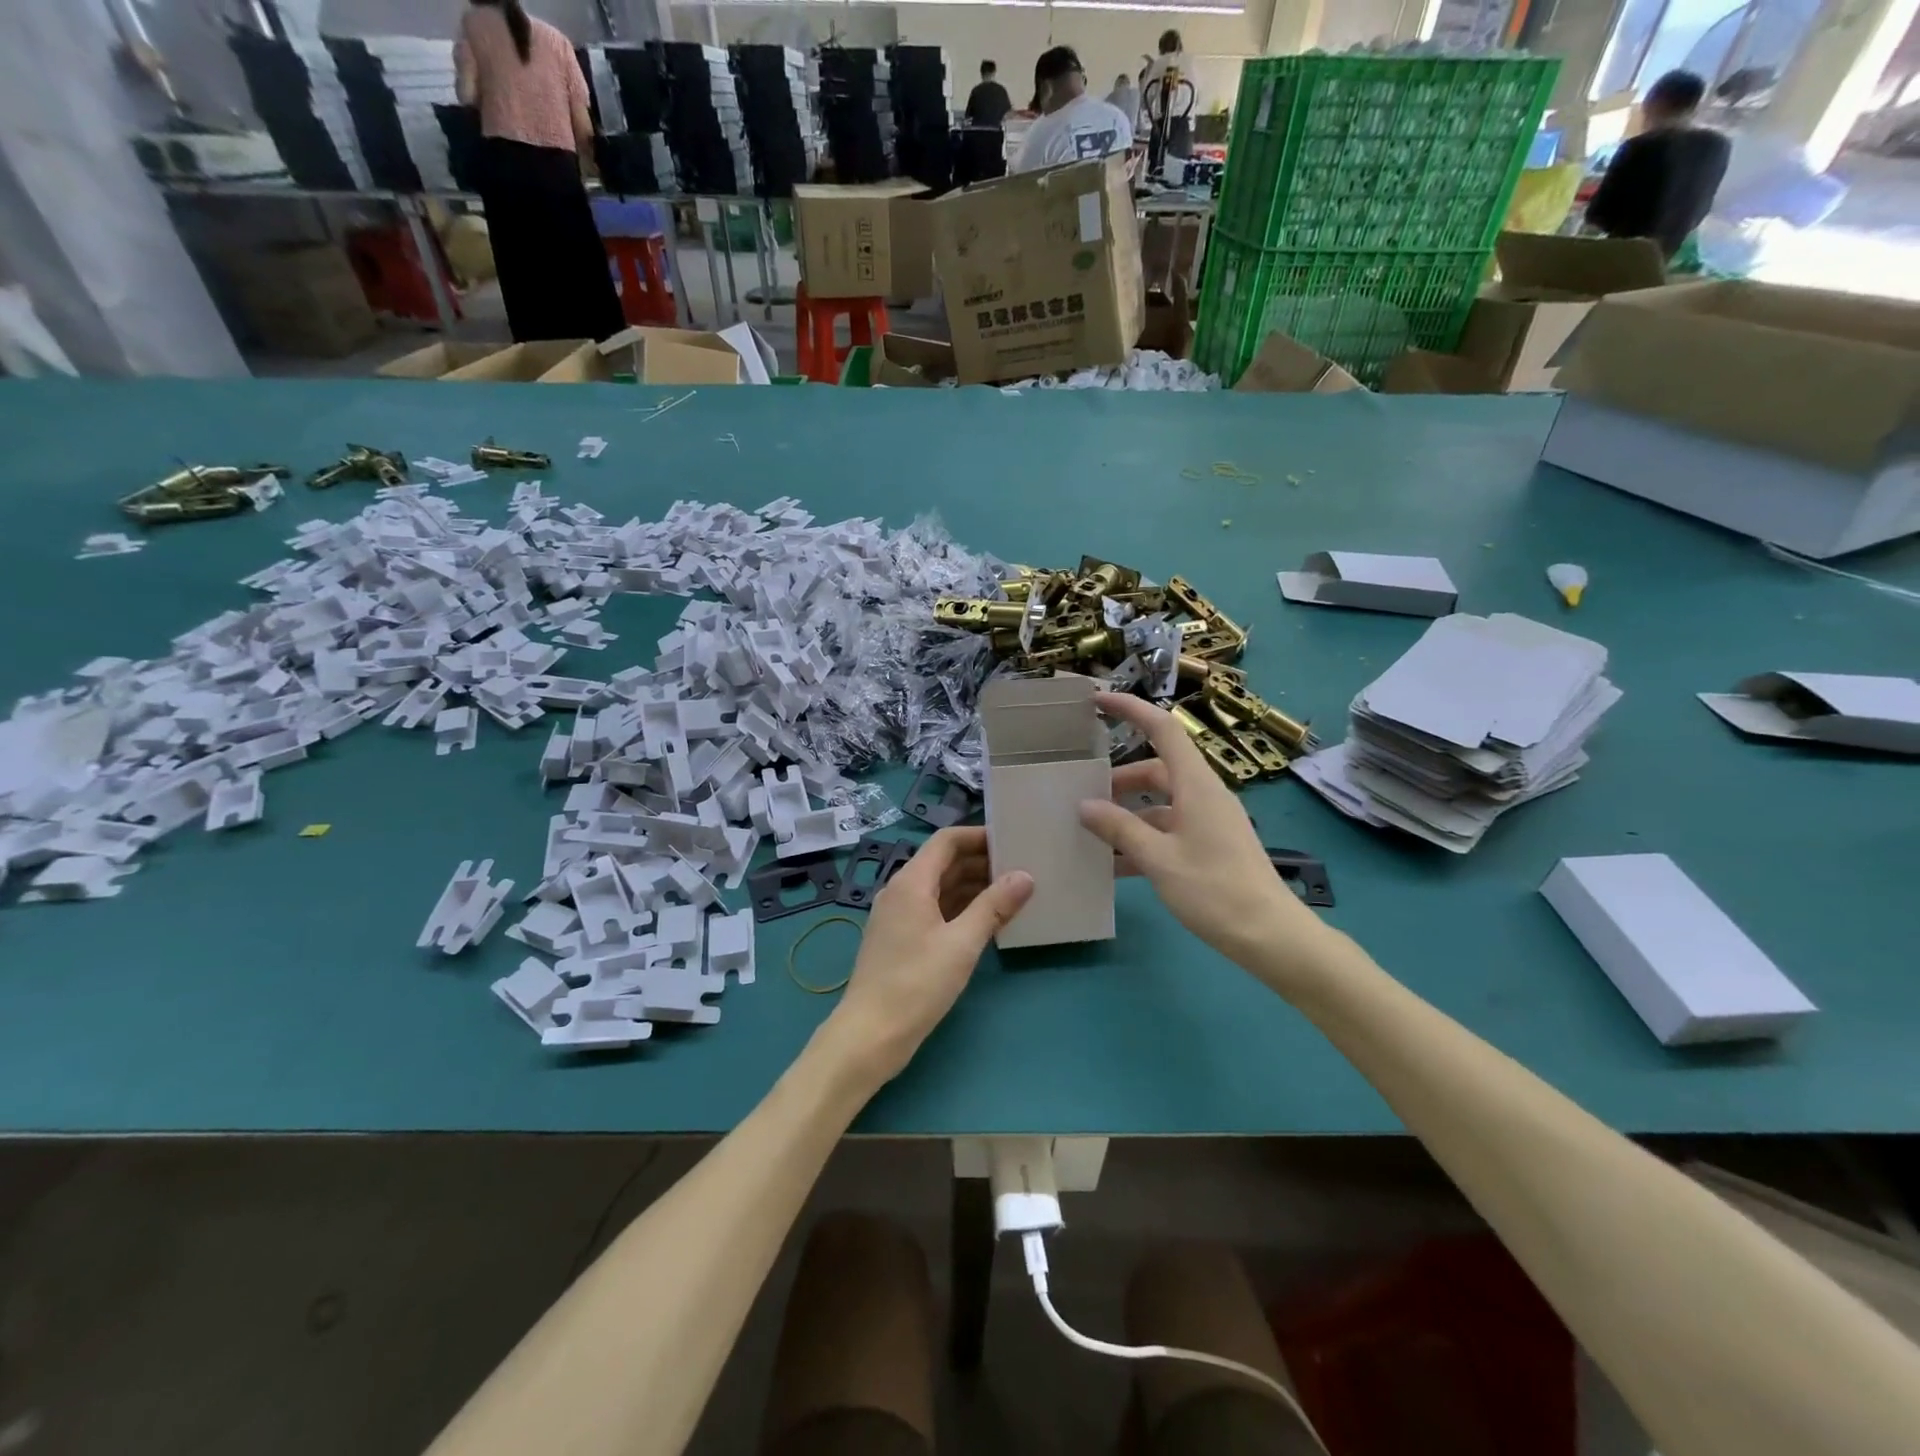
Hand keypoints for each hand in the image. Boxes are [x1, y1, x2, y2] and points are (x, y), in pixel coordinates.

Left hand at [823, 826, 1031, 1088]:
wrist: (870, 1035)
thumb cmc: (916, 983)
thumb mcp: (962, 943)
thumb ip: (994, 906)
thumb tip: (1025, 876)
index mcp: (911, 882)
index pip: (946, 841)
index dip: (978, 836)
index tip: (1012, 841)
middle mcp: (901, 891)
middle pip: (943, 863)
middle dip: (981, 862)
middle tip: (1021, 867)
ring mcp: (899, 916)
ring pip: (940, 888)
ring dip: (973, 887)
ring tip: (1013, 892)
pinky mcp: (901, 939)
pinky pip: (934, 910)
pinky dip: (961, 909)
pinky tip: (988, 921)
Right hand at [1079, 693, 1321, 964]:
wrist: (1270, 937)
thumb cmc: (1214, 890)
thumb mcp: (1159, 858)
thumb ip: (1120, 828)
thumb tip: (1084, 805)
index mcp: (1196, 785)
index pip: (1163, 729)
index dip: (1131, 709)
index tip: (1098, 701)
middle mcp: (1204, 795)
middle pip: (1156, 770)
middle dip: (1118, 780)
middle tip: (1083, 795)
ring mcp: (1209, 821)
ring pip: (1160, 804)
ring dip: (1127, 815)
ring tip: (1092, 835)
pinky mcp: (1211, 846)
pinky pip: (1169, 830)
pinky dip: (1142, 840)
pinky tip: (1115, 867)